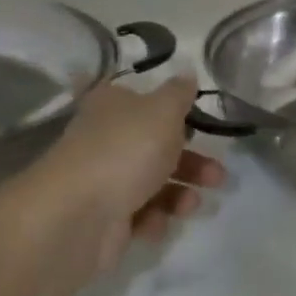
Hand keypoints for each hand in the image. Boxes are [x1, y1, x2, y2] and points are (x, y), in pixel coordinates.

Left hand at [0, 75, 226, 279]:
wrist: (78, 216)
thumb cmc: (125, 150)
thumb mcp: (163, 111)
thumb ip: (179, 93)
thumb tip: (187, 74)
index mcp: (112, 106)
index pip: (139, 99)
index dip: (169, 108)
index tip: (196, 120)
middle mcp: (105, 139)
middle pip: (155, 146)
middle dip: (192, 161)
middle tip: (218, 175)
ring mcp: (102, 180)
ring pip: (152, 183)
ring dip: (180, 192)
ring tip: (193, 203)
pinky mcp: (103, 218)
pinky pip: (139, 215)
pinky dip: (154, 218)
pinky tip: (158, 222)